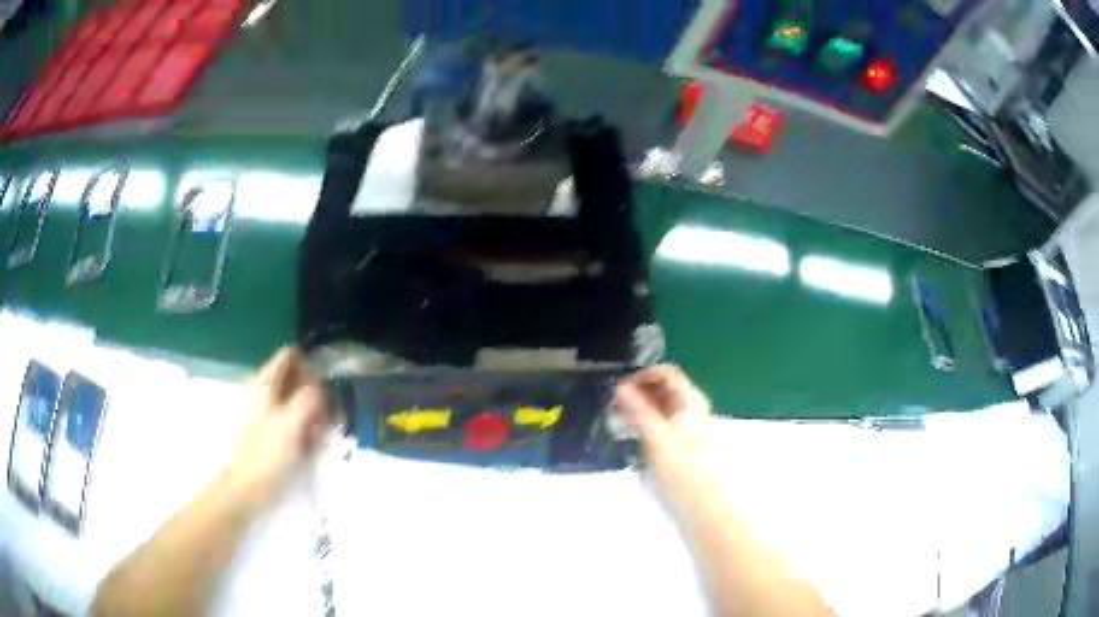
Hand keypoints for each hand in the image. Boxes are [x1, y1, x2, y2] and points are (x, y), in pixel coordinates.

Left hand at [222, 348, 329, 512]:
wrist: (247, 487)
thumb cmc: (268, 454)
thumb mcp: (291, 424)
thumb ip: (307, 399)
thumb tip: (319, 387)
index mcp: (264, 384)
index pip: (287, 356)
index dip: (308, 365)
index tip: (324, 385)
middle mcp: (261, 391)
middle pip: (291, 377)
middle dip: (311, 392)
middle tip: (326, 414)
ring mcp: (262, 410)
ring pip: (292, 398)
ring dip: (309, 411)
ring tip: (320, 432)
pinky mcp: (265, 429)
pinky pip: (288, 416)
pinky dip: (301, 424)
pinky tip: (310, 442)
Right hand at [616, 365, 712, 493]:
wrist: (700, 502)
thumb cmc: (681, 468)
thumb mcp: (657, 437)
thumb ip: (639, 410)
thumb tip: (620, 386)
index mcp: (691, 400)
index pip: (666, 373)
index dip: (643, 375)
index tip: (620, 389)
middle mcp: (691, 407)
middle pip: (663, 387)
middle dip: (638, 391)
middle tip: (614, 404)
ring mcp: (686, 424)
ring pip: (660, 405)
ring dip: (639, 406)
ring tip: (617, 418)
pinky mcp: (680, 441)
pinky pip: (660, 421)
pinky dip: (644, 421)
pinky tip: (629, 432)